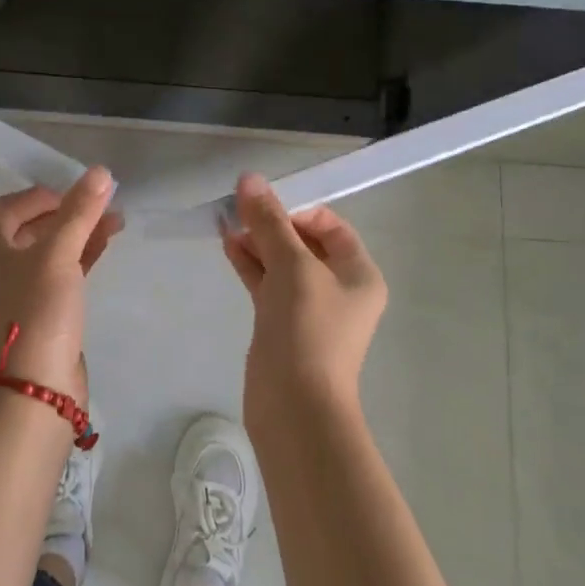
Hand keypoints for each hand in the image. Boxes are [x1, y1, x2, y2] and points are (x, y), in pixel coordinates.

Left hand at [0, 166, 120, 400]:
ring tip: (116, 222)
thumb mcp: (58, 255)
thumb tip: (100, 171)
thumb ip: (79, 212)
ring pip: (46, 251)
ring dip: (78, 234)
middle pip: (29, 227)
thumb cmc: (36, 311)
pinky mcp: (33, 314)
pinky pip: (55, 275)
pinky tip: (105, 246)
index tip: (79, 194)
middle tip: (104, 206)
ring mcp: (10, 294)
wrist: (34, 390)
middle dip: (69, 214)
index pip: (10, 207)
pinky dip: (78, 259)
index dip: (46, 195)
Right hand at [221, 173, 387, 423]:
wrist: (295, 406)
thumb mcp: (292, 266)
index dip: (297, 209)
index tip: (263, 204)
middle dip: (271, 223)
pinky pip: (267, 283)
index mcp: (358, 273)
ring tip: (226, 222)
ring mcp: (309, 308)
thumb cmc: (307, 329)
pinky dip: (250, 263)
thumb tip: (249, 178)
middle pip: (304, 242)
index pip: (330, 225)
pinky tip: (227, 245)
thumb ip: (269, 221)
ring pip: (282, 262)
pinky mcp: (283, 324)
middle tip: (237, 207)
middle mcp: (338, 288)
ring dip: (257, 241)